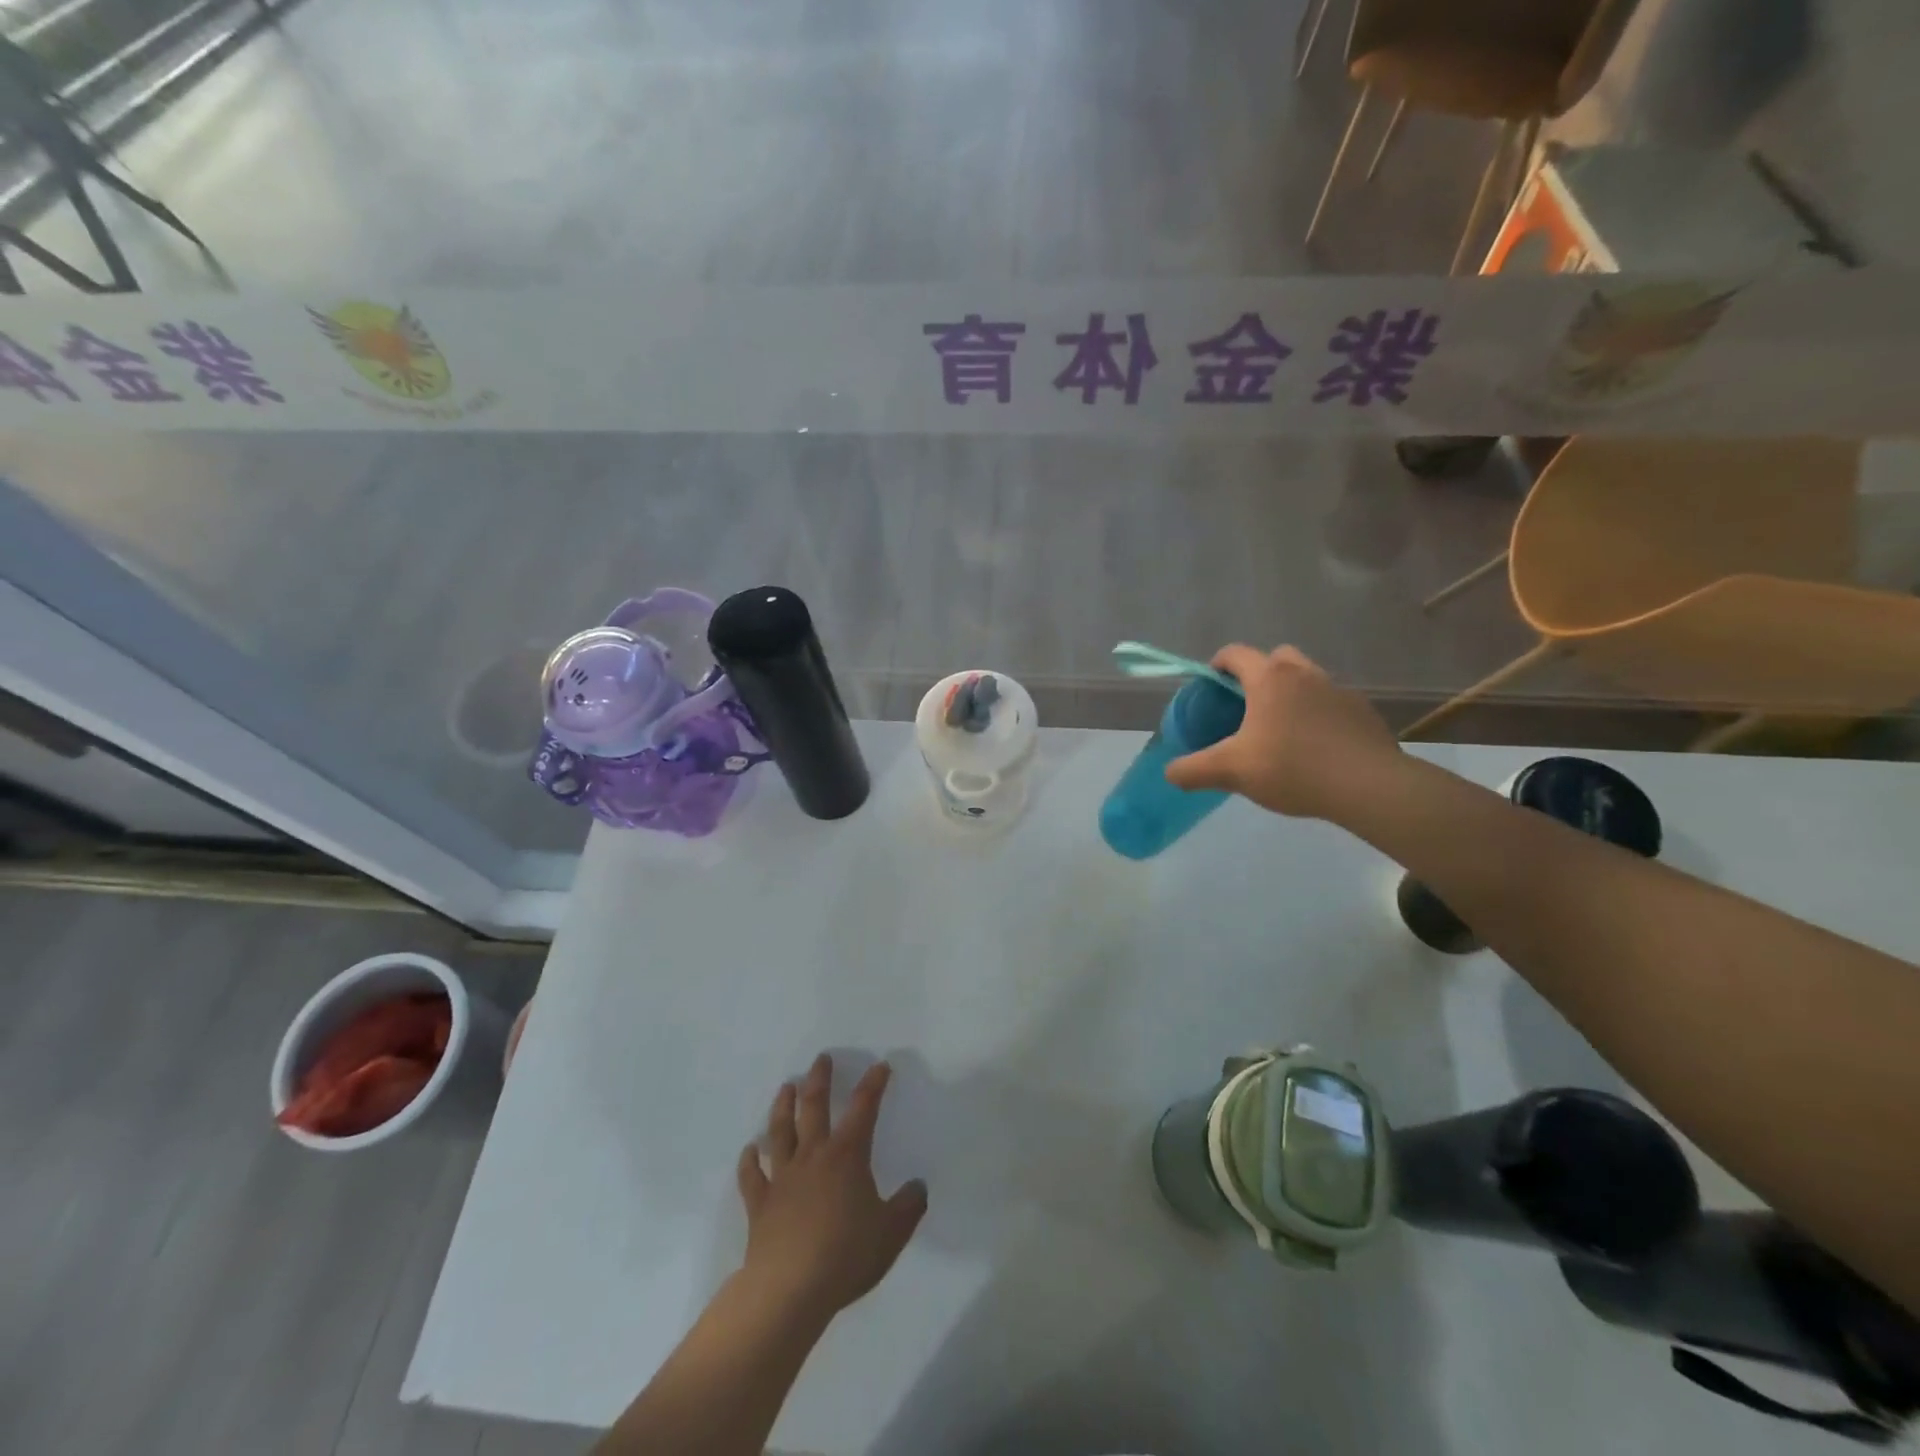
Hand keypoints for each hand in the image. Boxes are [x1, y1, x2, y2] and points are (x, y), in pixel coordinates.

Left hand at [736, 1054, 926, 1321]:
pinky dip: (750, 1161)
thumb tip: (919, 1186)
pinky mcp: (760, 1204)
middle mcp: (813, 1156)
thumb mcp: (891, 1233)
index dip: (873, 1085)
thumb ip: (908, 1207)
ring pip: (781, 1131)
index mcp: (847, 1156)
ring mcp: (783, 1177)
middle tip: (821, 1059)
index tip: (880, 1066)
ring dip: (783, 1106)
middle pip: (814, 1106)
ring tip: (786, 1086)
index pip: (864, 1108)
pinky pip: (752, 1176)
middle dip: (820, 1080)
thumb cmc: (845, 1255)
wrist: (789, 1290)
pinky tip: (750, 1150)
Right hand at [1164, 644, 1398, 820]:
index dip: (1218, 664)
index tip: (1211, 684)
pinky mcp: (1363, 712)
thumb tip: (1169, 773)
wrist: (1368, 786)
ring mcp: (1339, 690)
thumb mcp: (1231, 771)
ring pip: (1308, 679)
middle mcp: (1305, 674)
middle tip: (1247, 706)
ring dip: (1291, 694)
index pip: (1236, 653)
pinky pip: (1332, 703)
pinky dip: (1318, 716)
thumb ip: (1194, 770)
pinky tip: (1315, 748)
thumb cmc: (1292, 768)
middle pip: (1277, 658)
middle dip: (1259, 673)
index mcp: (1270, 679)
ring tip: (1282, 731)